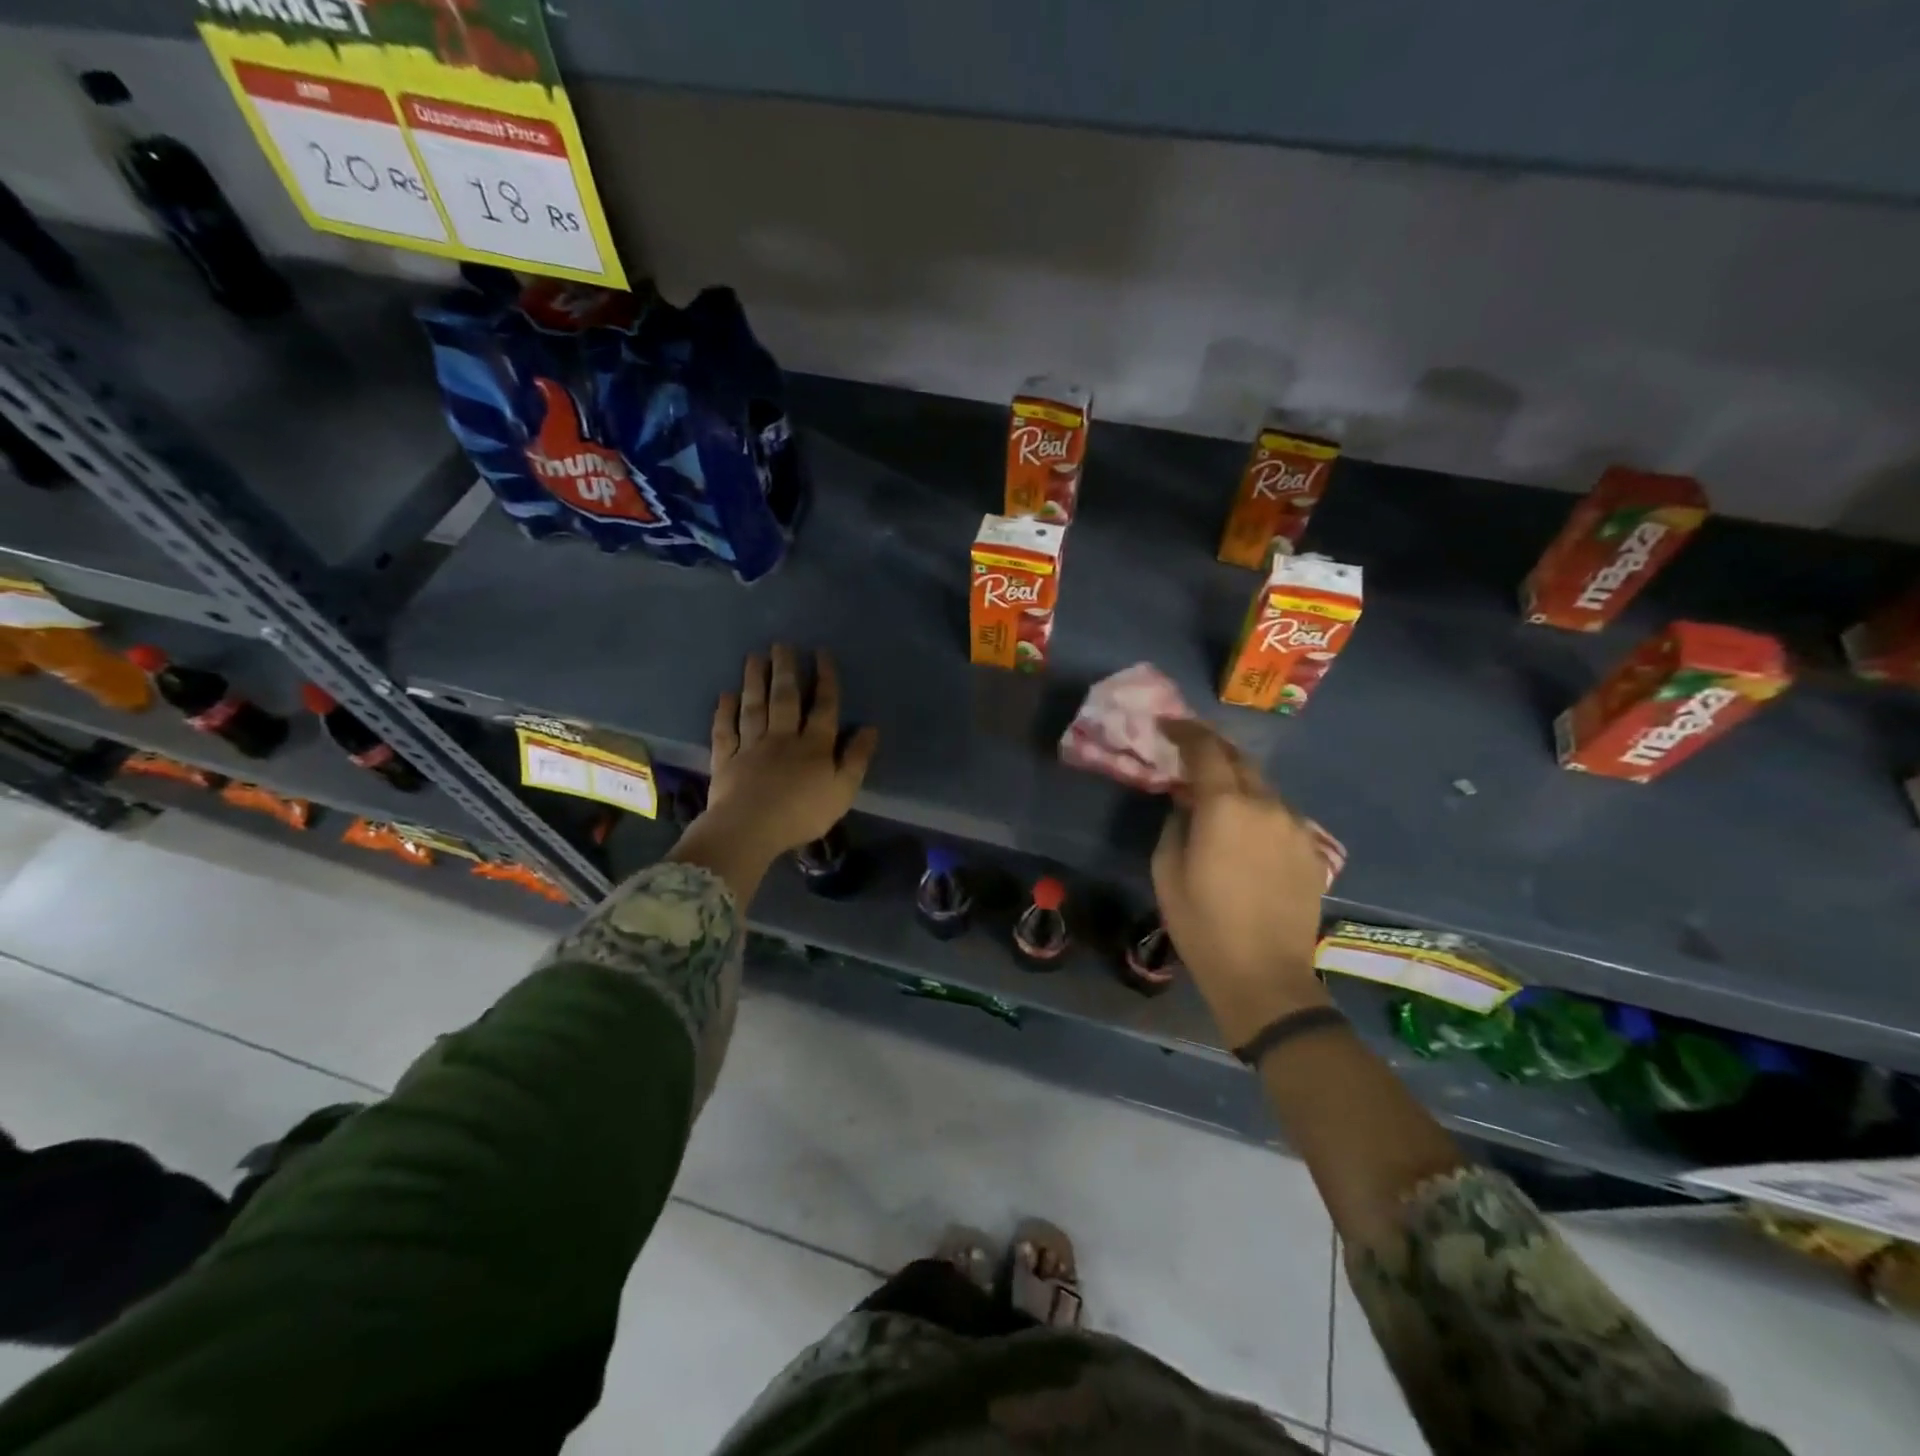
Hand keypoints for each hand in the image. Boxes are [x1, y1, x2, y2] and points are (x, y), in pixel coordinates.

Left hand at [696, 646, 878, 865]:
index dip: (825, 679)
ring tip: (755, 657)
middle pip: (785, 699)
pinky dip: (724, 712)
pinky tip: (725, 695)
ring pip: (754, 707)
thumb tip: (870, 729)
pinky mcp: (726, 760)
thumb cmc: (802, 813)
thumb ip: (856, 759)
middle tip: (782, 645)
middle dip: (785, 670)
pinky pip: (725, 731)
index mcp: (814, 746)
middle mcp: (782, 738)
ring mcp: (751, 746)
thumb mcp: (842, 791)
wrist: (750, 829)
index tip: (821, 653)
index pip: (823, 706)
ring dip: (755, 681)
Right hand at [1152, 719, 1328, 1046]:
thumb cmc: (1202, 924)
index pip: (1206, 749)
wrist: (1264, 975)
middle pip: (1240, 760)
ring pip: (1263, 788)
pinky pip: (1280, 815)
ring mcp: (1296, 826)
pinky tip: (1246, 833)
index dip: (1185, 731)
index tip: (1167, 726)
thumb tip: (1187, 804)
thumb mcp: (1167, 871)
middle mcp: (1266, 805)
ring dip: (1238, 782)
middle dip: (1213, 750)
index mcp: (1225, 806)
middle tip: (1190, 755)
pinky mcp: (1312, 850)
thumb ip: (1176, 824)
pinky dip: (1258, 810)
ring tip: (1217, 798)